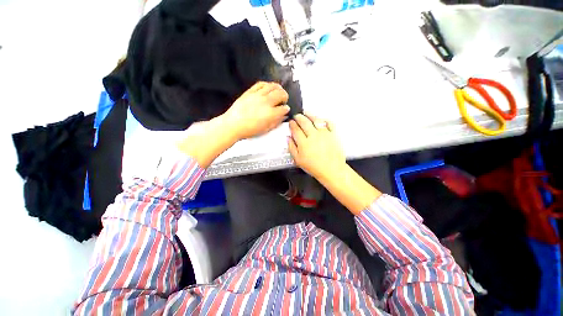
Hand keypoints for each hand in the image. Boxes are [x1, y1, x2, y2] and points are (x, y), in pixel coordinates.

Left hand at [222, 81, 289, 140]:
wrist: (233, 124)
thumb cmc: (249, 130)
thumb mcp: (266, 129)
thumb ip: (276, 122)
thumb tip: (283, 116)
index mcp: (271, 114)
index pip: (283, 108)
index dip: (286, 109)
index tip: (286, 109)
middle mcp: (266, 102)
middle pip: (280, 94)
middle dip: (285, 96)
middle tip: (284, 100)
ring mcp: (258, 95)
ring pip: (272, 86)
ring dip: (278, 88)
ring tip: (279, 91)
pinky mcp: (250, 92)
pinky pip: (260, 84)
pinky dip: (267, 84)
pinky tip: (268, 87)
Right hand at [288, 114, 345, 181]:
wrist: (331, 170)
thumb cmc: (315, 167)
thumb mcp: (298, 160)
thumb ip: (292, 148)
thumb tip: (288, 139)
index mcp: (304, 142)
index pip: (295, 129)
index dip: (292, 124)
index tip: (291, 122)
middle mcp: (313, 136)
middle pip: (304, 122)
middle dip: (299, 117)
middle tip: (297, 116)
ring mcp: (324, 134)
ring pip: (316, 120)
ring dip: (310, 115)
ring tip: (306, 113)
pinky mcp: (333, 134)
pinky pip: (329, 123)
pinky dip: (325, 119)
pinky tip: (321, 119)